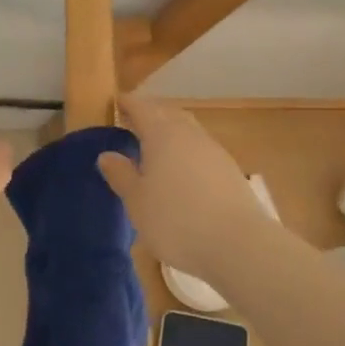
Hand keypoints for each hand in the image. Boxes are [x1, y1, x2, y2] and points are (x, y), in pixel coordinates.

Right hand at [96, 94, 271, 281]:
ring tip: (155, 146)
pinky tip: (181, 170)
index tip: (117, 101)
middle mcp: (190, 135)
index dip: (128, 103)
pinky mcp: (230, 171)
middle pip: (168, 113)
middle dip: (151, 113)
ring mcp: (214, 152)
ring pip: (188, 130)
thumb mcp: (137, 202)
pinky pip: (202, 150)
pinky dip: (187, 151)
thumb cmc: (175, 220)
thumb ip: (121, 175)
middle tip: (133, 121)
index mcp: (162, 135)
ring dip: (171, 131)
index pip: (142, 108)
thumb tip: (107, 155)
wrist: (238, 244)